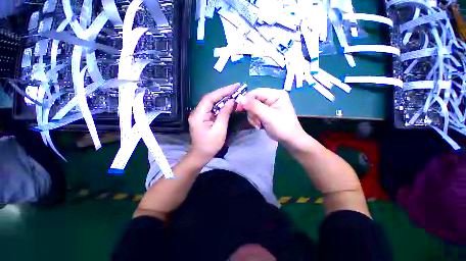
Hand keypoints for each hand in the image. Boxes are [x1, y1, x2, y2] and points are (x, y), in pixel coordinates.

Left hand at [188, 83, 237, 161]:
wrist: (201, 155)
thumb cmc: (210, 145)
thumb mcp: (219, 130)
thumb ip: (224, 114)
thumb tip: (231, 101)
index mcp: (198, 115)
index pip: (210, 98)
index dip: (222, 91)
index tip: (234, 86)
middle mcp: (197, 112)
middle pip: (211, 98)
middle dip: (224, 92)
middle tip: (236, 88)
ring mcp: (200, 114)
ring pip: (212, 102)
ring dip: (223, 98)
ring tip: (235, 93)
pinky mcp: (204, 117)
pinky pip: (213, 108)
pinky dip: (221, 105)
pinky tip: (228, 103)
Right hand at [238, 88, 305, 144]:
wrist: (289, 140)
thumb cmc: (282, 127)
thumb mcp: (268, 116)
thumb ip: (254, 106)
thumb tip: (240, 99)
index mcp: (275, 94)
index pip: (255, 92)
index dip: (246, 100)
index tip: (239, 109)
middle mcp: (271, 97)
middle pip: (253, 100)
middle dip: (252, 112)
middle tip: (256, 121)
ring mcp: (268, 105)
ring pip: (252, 107)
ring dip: (253, 117)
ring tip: (259, 124)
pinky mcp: (265, 112)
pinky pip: (254, 113)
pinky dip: (255, 120)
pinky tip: (260, 125)